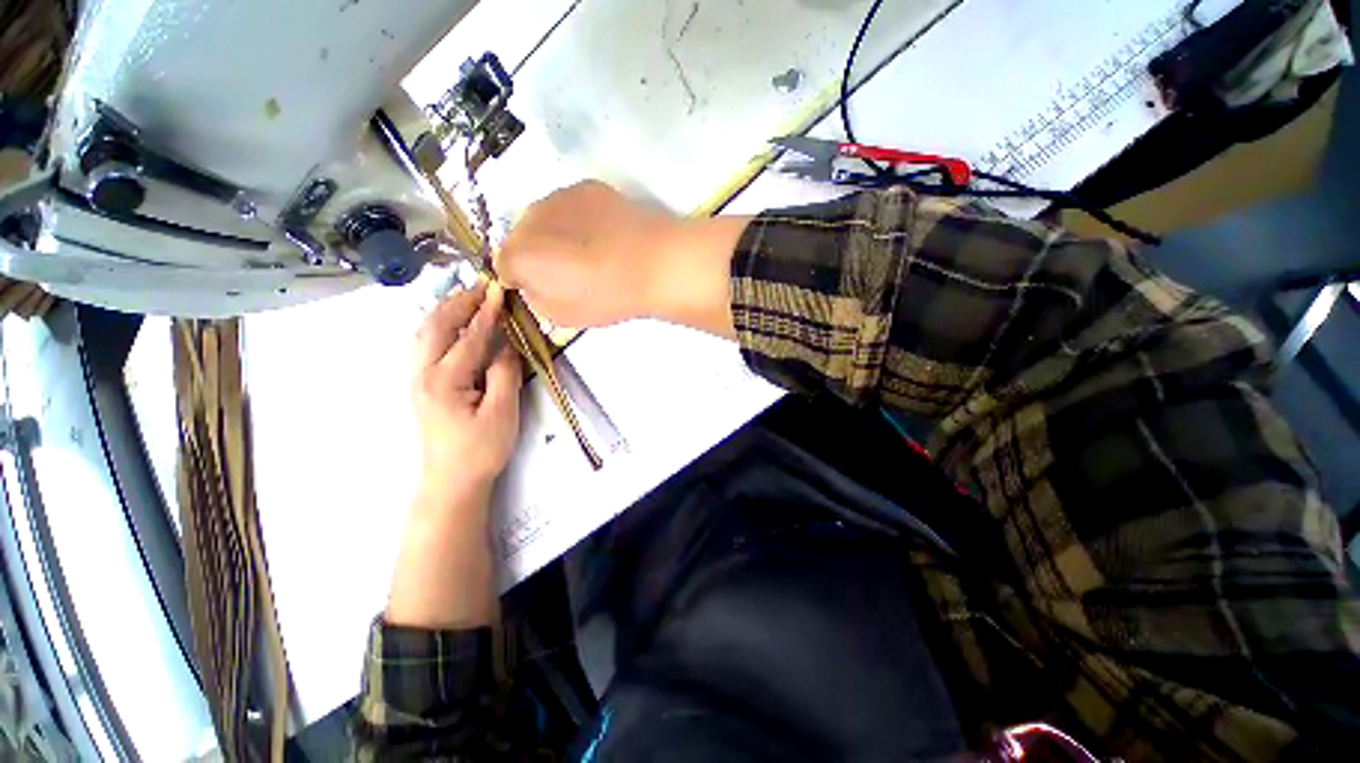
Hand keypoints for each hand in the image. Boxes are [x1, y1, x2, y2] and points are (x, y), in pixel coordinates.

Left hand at [412, 282, 521, 499]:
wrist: (452, 481)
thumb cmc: (480, 449)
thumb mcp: (502, 412)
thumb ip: (504, 373)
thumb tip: (506, 345)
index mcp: (445, 380)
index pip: (469, 337)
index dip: (486, 313)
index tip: (498, 290)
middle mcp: (423, 373)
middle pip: (436, 326)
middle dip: (458, 303)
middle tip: (480, 287)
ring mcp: (417, 379)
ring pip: (425, 333)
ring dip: (446, 312)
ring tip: (468, 299)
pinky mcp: (421, 386)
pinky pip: (426, 346)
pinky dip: (440, 327)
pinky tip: (453, 326)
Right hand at [495, 180, 749, 336]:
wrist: (654, 264)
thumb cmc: (608, 297)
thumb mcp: (563, 316)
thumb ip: (536, 299)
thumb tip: (532, 284)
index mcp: (520, 254)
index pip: (501, 265)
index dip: (518, 279)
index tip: (538, 288)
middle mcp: (530, 217)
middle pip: (519, 235)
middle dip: (533, 253)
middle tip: (565, 271)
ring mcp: (558, 196)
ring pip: (543, 217)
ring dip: (553, 232)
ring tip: (586, 251)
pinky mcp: (587, 186)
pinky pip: (568, 204)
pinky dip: (575, 218)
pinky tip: (601, 234)